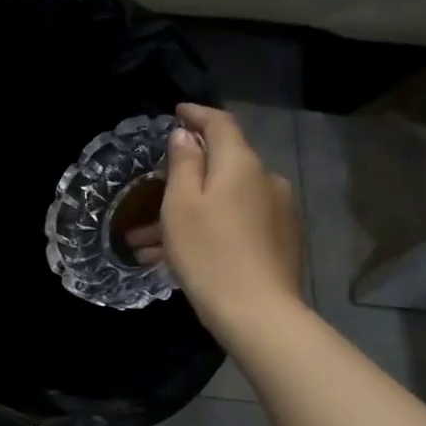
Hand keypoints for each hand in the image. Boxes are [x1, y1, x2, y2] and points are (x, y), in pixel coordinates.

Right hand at [127, 103, 301, 330]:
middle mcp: (266, 180)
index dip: (197, 114)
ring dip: (187, 214)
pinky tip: (175, 259)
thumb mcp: (181, 205)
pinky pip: (235, 224)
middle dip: (183, 177)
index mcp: (241, 164)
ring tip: (146, 244)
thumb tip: (186, 135)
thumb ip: (183, 163)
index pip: (220, 124)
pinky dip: (206, 230)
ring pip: (222, 202)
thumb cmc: (209, 252)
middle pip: (221, 166)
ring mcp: (276, 212)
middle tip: (148, 194)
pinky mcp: (279, 241)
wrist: (258, 312)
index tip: (177, 113)